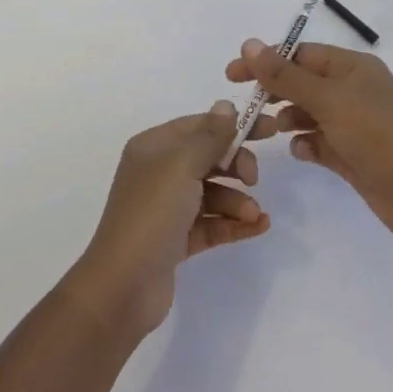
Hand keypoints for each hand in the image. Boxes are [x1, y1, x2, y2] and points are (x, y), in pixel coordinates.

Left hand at [70, 102, 273, 336]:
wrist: (123, 286)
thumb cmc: (151, 214)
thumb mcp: (182, 166)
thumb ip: (209, 136)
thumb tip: (225, 105)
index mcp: (154, 148)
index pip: (199, 126)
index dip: (233, 126)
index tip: (269, 129)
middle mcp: (159, 173)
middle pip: (207, 158)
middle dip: (235, 165)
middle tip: (254, 179)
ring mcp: (167, 208)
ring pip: (212, 193)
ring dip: (237, 200)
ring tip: (253, 214)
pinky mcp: (176, 240)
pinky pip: (212, 223)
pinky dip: (233, 223)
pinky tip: (258, 226)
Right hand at [225, 38, 392, 240]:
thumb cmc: (376, 134)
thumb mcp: (327, 99)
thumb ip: (285, 74)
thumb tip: (248, 44)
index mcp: (352, 67)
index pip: (300, 54)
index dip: (266, 61)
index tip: (233, 75)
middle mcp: (353, 90)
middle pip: (302, 82)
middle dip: (274, 92)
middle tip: (246, 108)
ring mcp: (354, 123)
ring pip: (308, 113)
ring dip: (287, 119)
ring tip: (269, 132)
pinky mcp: (352, 154)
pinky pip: (319, 142)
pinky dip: (306, 144)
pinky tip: (301, 152)